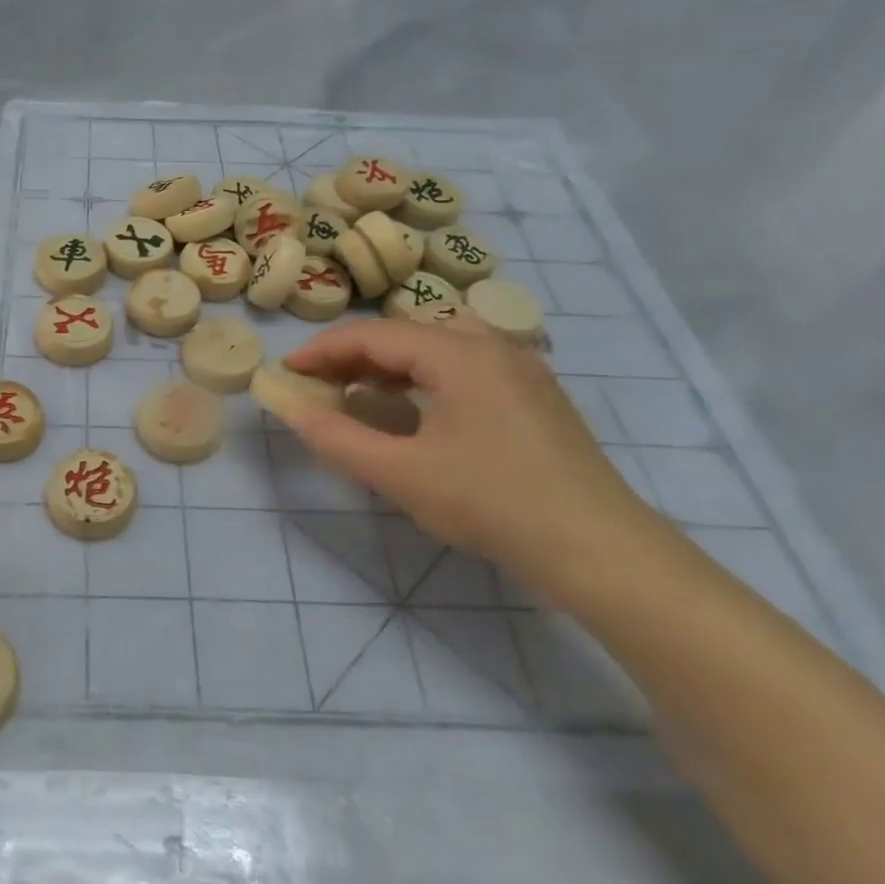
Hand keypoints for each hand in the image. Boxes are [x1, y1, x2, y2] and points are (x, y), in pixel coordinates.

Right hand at [282, 320, 653, 585]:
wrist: (599, 549)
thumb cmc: (490, 503)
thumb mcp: (399, 474)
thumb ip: (336, 438)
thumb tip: (290, 410)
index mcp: (459, 354)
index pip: (373, 334)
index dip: (322, 351)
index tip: (286, 373)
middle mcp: (492, 346)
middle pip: (405, 334)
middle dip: (353, 356)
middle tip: (317, 386)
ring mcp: (520, 369)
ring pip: (436, 348)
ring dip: (388, 366)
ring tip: (356, 395)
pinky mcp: (534, 395)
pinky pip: (463, 367)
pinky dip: (422, 378)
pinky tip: (411, 411)